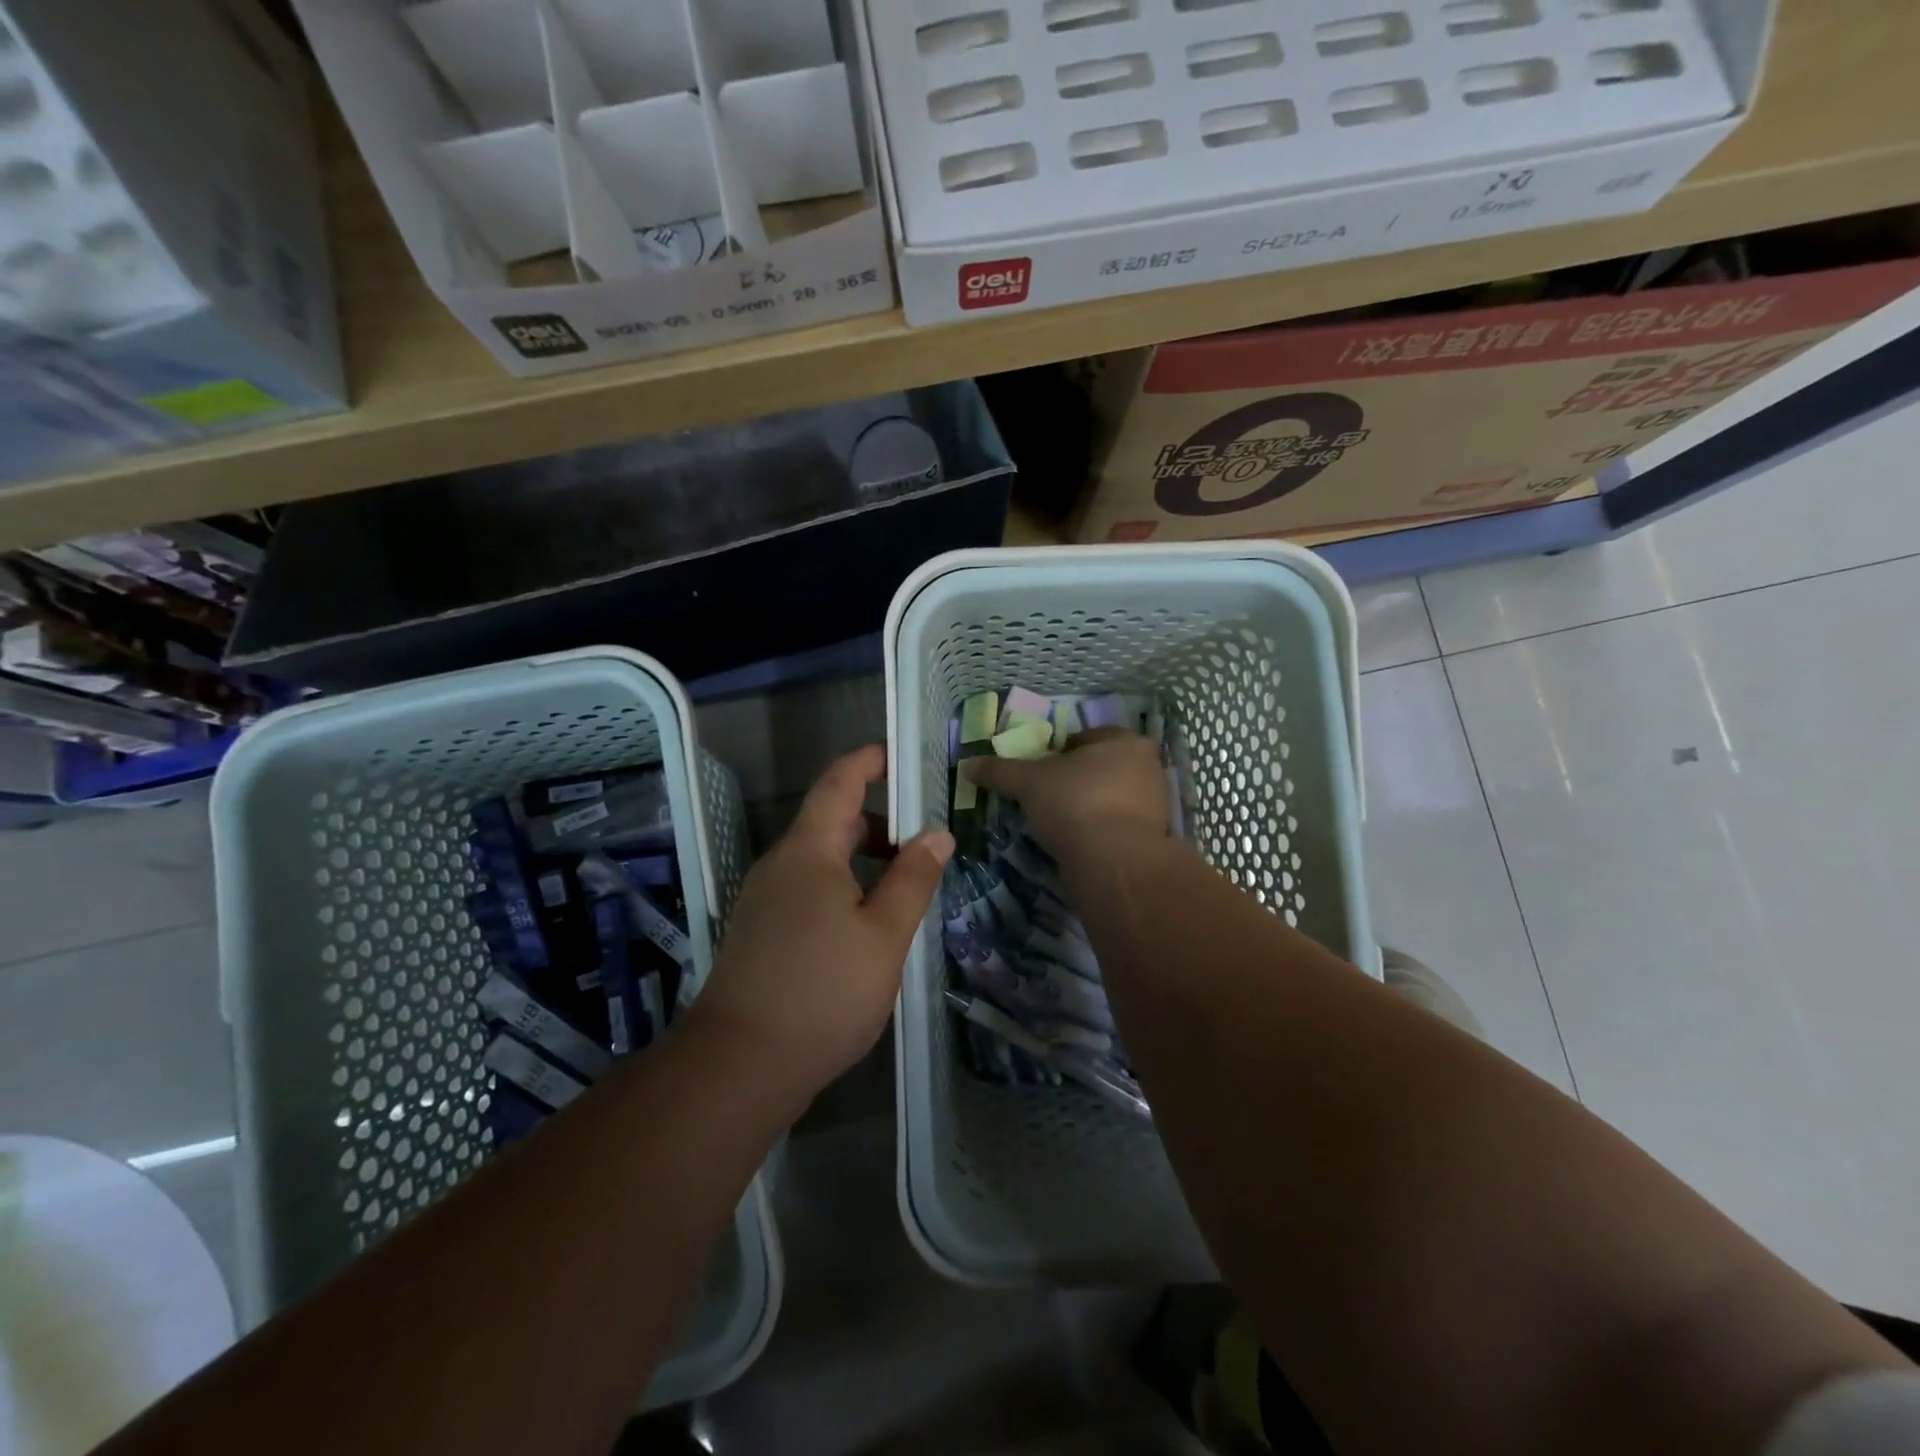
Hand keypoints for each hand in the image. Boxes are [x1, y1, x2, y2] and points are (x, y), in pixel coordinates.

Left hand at [694, 745, 952, 1099]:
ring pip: (819, 859)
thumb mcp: (884, 936)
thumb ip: (912, 880)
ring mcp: (765, 899)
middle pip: (830, 821)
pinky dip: (842, 885)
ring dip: (861, 857)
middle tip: (924, 835)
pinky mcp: (760, 932)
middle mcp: (780, 865)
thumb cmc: (822, 992)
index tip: (900, 756)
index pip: (838, 783)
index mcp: (808, 851)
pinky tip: (867, 922)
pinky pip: (807, 888)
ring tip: (904, 881)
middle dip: (877, 819)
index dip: (868, 762)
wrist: (739, 1066)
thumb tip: (938, 835)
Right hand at [963, 728, 1167, 862]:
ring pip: (1112, 798)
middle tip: (1046, 798)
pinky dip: (1101, 832)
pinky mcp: (1155, 838)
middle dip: (1075, 780)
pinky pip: (1120, 827)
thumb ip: (1000, 771)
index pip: (1085, 738)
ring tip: (1060, 825)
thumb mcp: (1028, 782)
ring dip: (1089, 807)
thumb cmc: (1074, 803)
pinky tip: (1079, 844)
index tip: (1038, 772)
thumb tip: (968, 765)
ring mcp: (1156, 804)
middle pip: (1101, 767)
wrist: (1113, 862)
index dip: (1058, 752)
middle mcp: (1148, 767)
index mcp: (1124, 741)